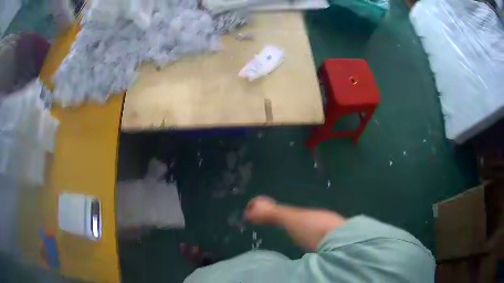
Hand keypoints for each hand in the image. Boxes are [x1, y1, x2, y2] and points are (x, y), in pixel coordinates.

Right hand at [244, 196, 276, 224]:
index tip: (246, 217)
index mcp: (256, 198)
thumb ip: (247, 216)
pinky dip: (267, 216)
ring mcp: (271, 202)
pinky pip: (269, 212)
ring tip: (259, 221)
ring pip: (263, 209)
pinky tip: (266, 221)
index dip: (247, 211)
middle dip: (254, 212)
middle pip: (256, 206)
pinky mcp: (277, 208)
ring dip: (261, 214)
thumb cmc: (263, 215)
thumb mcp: (251, 217)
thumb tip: (244, 217)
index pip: (249, 204)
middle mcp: (264, 198)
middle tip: (252, 219)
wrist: (278, 215)